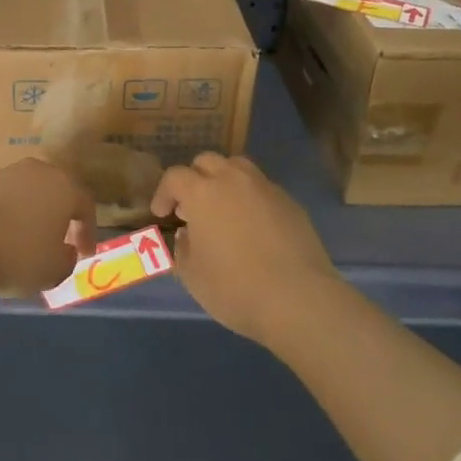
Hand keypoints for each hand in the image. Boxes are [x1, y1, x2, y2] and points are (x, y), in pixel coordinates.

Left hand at [0, 158, 95, 297]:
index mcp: (62, 186)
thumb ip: (67, 259)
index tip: (85, 254)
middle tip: (55, 241)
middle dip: (56, 215)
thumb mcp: (54, 270)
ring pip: (21, 193)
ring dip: (24, 214)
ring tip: (18, 242)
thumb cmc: (16, 254)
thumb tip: (64, 251)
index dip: (88, 231)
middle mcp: (34, 171)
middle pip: (52, 191)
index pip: (85, 205)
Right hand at [151, 153, 341, 345]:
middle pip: (207, 161)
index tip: (162, 214)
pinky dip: (251, 198)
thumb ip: (182, 249)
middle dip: (194, 179)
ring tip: (223, 209)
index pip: (175, 176)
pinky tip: (254, 226)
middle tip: (192, 208)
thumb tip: (188, 235)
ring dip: (224, 180)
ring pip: (238, 167)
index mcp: (203, 192)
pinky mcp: (290, 202)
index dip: (164, 193)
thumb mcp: (192, 276)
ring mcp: (265, 188)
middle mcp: (233, 180)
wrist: (298, 299)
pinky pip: (263, 188)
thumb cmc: (235, 288)